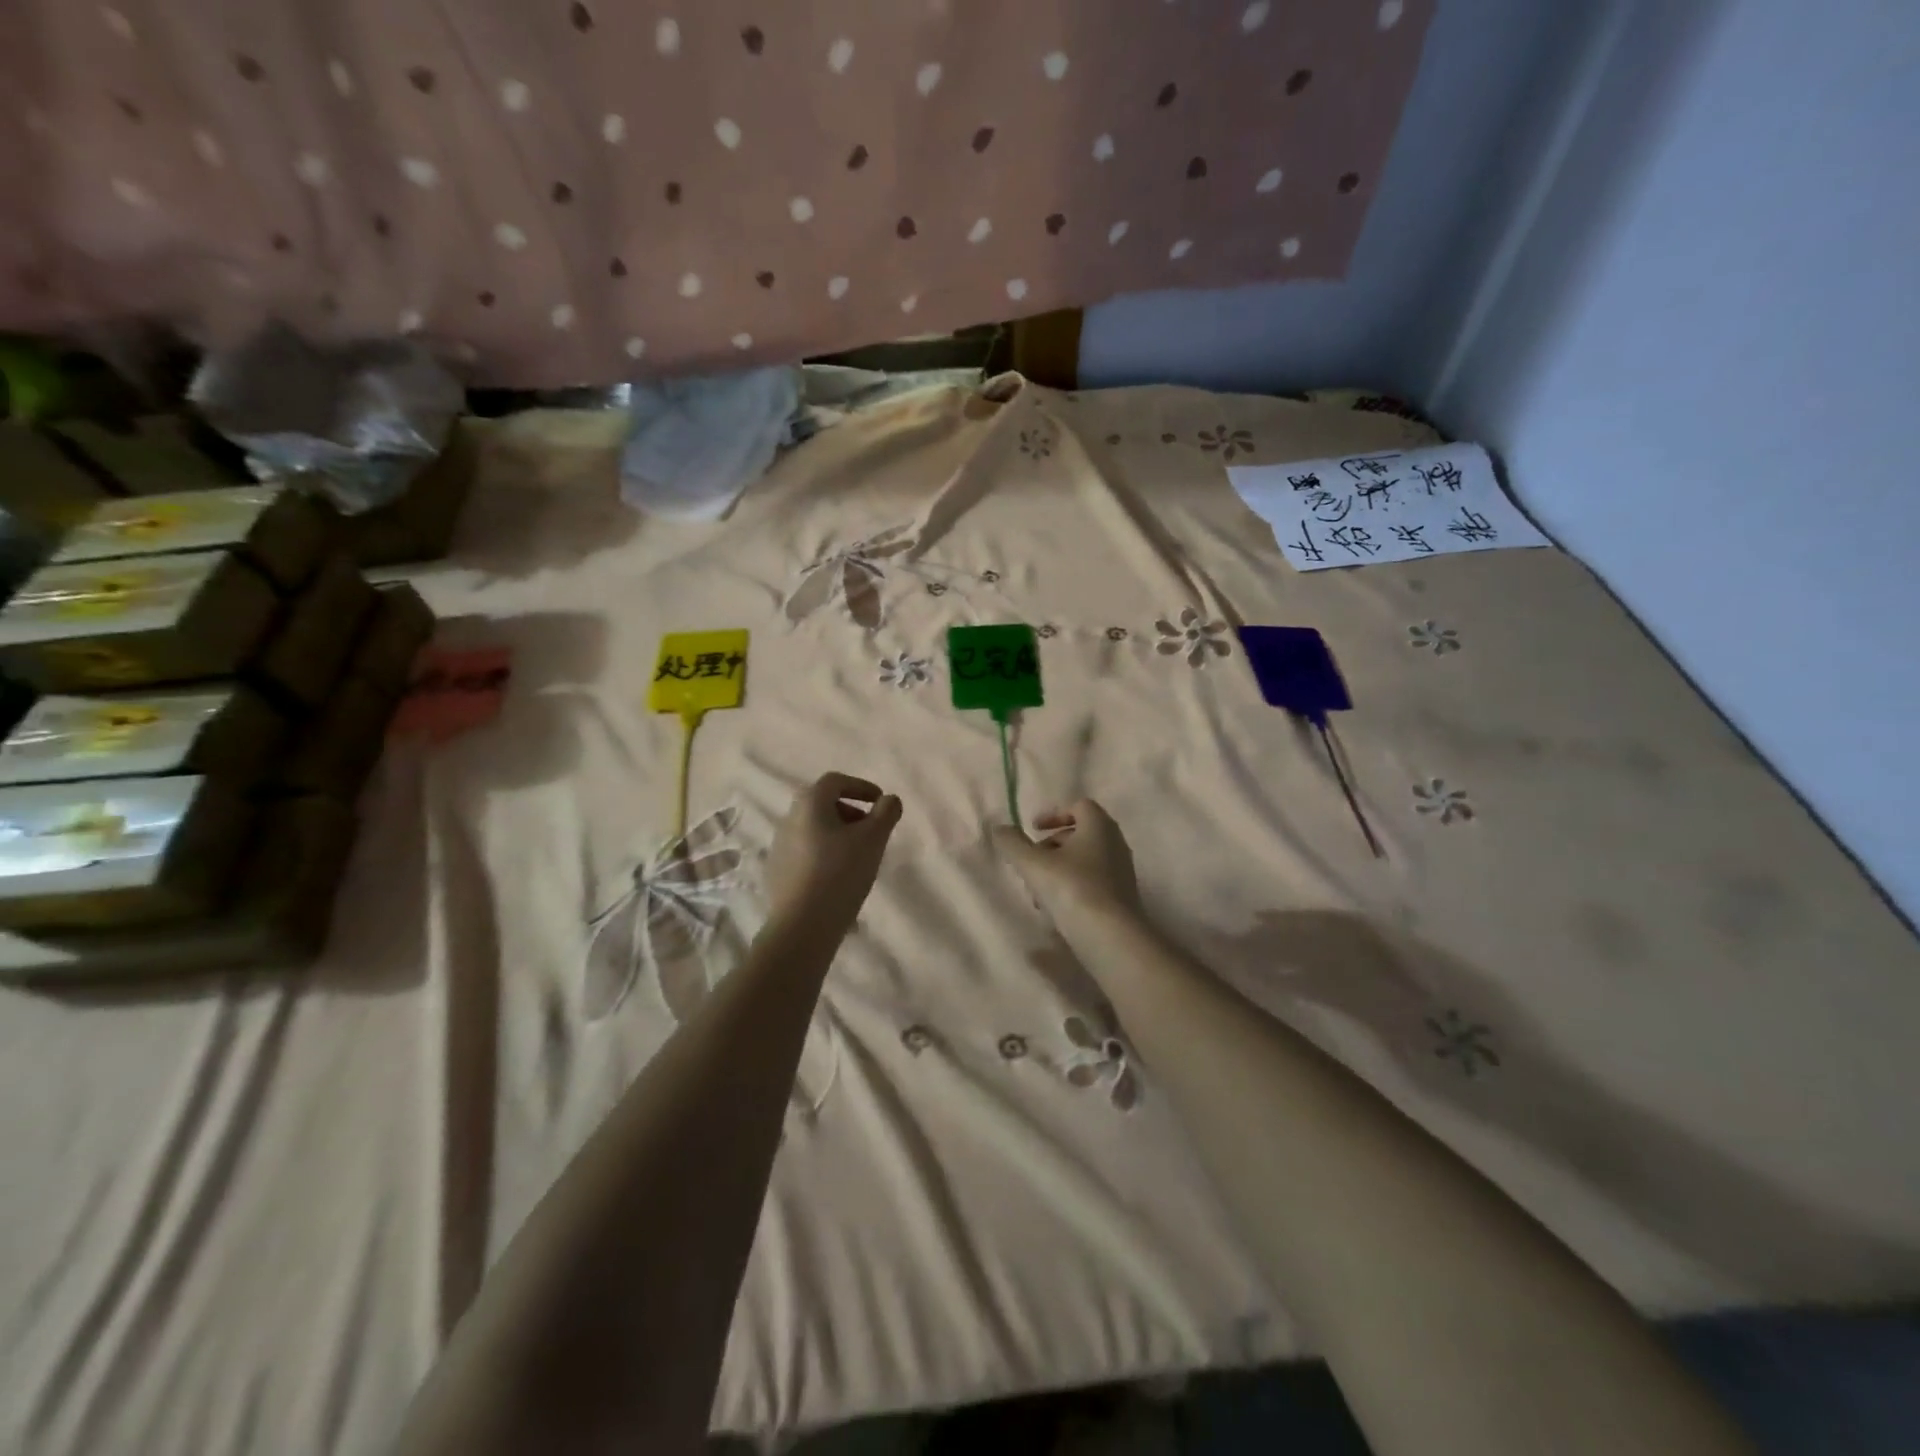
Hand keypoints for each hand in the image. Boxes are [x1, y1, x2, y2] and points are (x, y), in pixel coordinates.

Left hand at [766, 773, 902, 935]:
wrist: (803, 924)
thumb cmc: (841, 873)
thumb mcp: (873, 839)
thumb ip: (886, 813)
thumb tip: (889, 799)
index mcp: (809, 804)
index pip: (835, 782)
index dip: (860, 787)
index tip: (879, 802)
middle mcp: (789, 819)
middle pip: (822, 804)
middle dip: (850, 812)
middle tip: (871, 830)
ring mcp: (779, 847)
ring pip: (814, 829)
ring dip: (837, 834)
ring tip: (858, 856)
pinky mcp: (777, 872)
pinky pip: (806, 853)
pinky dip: (825, 854)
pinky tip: (839, 877)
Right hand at [993, 799, 1143, 930]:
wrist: (1112, 937)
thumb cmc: (1073, 889)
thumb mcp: (1033, 864)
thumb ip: (1013, 843)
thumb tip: (999, 828)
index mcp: (1099, 825)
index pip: (1079, 806)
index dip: (1054, 814)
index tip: (1034, 829)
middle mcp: (1115, 842)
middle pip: (1080, 834)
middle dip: (1052, 845)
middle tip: (1031, 862)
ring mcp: (1121, 871)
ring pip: (1084, 860)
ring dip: (1058, 869)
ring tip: (1038, 892)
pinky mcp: (1122, 896)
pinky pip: (1093, 881)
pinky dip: (1072, 886)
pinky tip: (1055, 909)